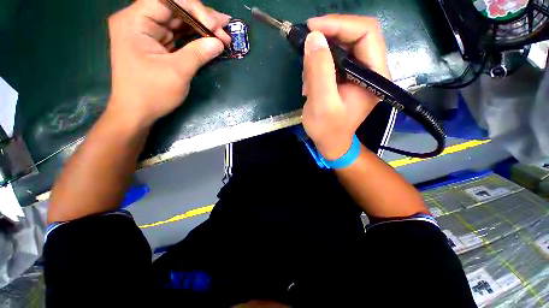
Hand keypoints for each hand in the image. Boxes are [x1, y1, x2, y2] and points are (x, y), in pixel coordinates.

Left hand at [107, 0, 230, 127]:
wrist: (137, 113)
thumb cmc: (151, 93)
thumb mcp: (177, 73)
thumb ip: (198, 54)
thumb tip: (219, 43)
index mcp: (135, 21)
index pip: (168, 0)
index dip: (195, 8)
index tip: (215, 26)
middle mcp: (140, 21)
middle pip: (175, 9)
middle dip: (202, 18)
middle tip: (226, 28)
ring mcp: (149, 33)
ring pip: (179, 22)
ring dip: (202, 27)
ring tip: (223, 33)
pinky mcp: (157, 45)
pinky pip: (179, 35)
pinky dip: (196, 38)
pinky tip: (210, 39)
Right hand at [302, 15, 390, 159]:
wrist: (331, 143)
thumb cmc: (327, 130)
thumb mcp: (321, 104)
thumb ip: (319, 71)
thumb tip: (314, 37)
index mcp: (374, 76)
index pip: (366, 33)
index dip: (339, 24)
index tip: (312, 28)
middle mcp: (372, 70)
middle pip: (355, 36)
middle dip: (328, 37)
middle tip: (306, 45)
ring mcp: (359, 74)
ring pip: (342, 47)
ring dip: (321, 56)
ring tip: (307, 78)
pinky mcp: (348, 79)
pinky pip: (334, 60)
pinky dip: (319, 66)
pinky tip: (310, 83)